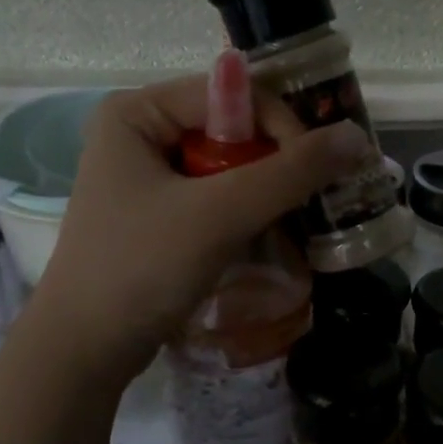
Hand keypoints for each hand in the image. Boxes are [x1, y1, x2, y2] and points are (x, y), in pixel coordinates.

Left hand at [25, 75, 371, 385]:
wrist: (85, 349)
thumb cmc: (141, 267)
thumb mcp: (219, 214)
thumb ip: (290, 173)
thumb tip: (356, 137)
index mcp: (138, 111)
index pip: (231, 95)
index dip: (282, 126)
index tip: (318, 172)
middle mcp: (142, 133)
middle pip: (233, 128)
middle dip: (278, 162)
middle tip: (317, 196)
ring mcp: (149, 176)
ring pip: (230, 166)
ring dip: (269, 190)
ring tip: (301, 217)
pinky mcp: (161, 214)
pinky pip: (218, 196)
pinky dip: (249, 212)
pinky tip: (271, 234)